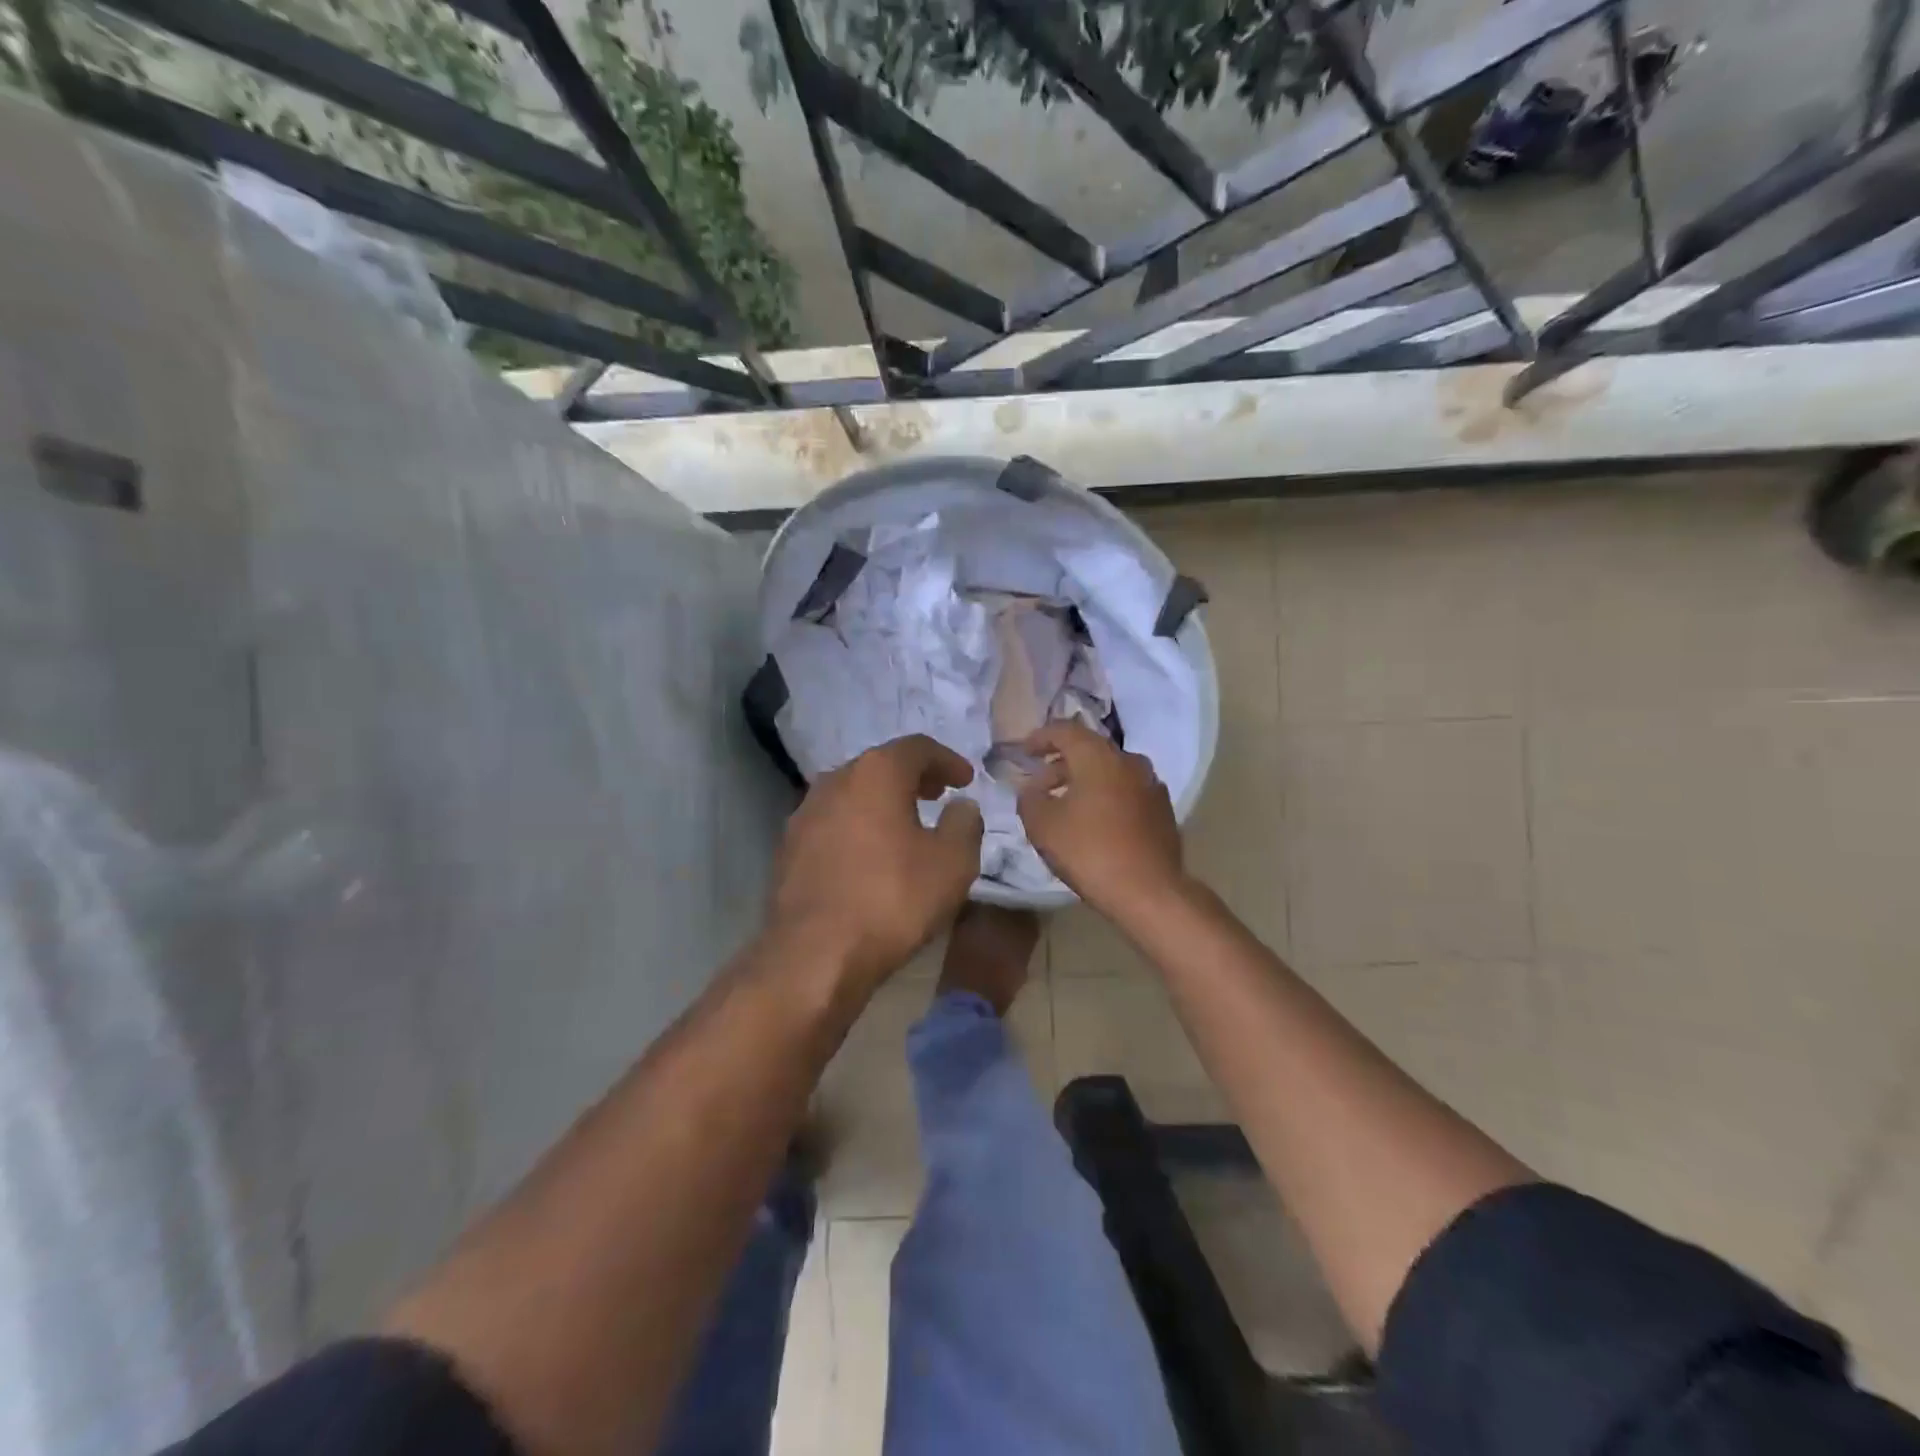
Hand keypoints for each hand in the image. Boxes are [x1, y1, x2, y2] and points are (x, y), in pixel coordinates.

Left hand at [768, 735, 984, 992]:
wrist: (814, 954)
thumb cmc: (892, 899)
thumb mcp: (953, 863)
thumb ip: (965, 824)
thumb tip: (961, 806)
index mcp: (876, 773)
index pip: (917, 747)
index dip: (947, 760)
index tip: (965, 779)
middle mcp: (835, 781)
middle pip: (879, 766)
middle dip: (912, 777)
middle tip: (936, 795)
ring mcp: (805, 813)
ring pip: (852, 794)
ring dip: (882, 803)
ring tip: (905, 826)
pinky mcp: (788, 848)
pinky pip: (833, 824)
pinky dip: (857, 827)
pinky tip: (870, 856)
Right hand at [1017, 722, 1185, 917]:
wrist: (1149, 891)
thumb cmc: (1089, 851)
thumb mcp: (1042, 825)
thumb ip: (1029, 798)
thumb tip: (1032, 788)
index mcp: (1098, 756)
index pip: (1065, 730)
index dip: (1041, 737)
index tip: (1024, 752)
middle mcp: (1128, 760)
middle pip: (1089, 750)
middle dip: (1061, 762)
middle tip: (1040, 782)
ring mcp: (1150, 784)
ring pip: (1110, 771)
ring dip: (1084, 780)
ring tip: (1065, 804)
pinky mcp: (1162, 809)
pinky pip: (1126, 791)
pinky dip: (1106, 796)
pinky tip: (1095, 821)